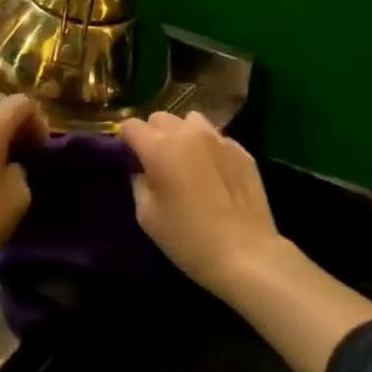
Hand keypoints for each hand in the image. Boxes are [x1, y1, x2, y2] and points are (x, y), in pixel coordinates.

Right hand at [119, 111, 295, 294]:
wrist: (245, 254)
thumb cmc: (188, 238)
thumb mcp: (147, 216)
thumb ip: (139, 183)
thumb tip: (141, 170)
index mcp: (159, 147)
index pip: (131, 125)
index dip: (126, 140)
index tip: (129, 158)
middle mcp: (188, 133)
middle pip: (160, 118)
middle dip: (152, 134)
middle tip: (156, 162)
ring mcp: (219, 139)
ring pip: (191, 120)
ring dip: (182, 134)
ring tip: (186, 160)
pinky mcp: (242, 151)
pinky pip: (216, 137)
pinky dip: (208, 147)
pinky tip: (213, 173)